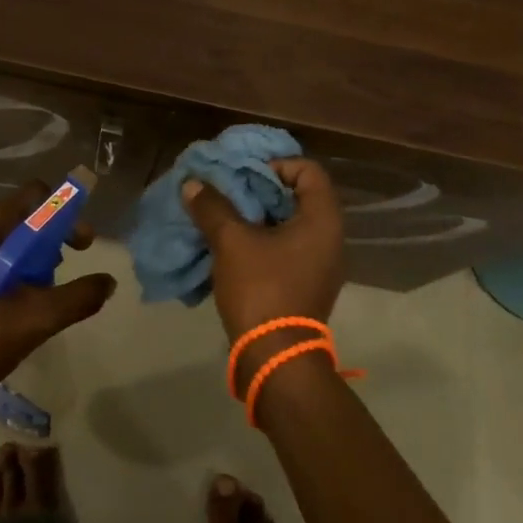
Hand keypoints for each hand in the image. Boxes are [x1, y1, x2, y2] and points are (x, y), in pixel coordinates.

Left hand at [0, 183, 116, 418]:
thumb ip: (75, 298)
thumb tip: (109, 282)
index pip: (29, 197)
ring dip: (39, 253)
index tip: (81, 242)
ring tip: (51, 284)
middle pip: (22, 215)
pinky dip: (21, 266)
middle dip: (54, 234)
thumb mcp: (32, 321)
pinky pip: (0, 254)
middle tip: (76, 259)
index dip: (62, 213)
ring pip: (12, 236)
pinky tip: (31, 296)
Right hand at [181, 157, 345, 351]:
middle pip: (299, 195)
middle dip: (262, 189)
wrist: (275, 358)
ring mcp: (320, 263)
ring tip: (226, 215)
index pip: (309, 170)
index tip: (246, 175)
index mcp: (322, 219)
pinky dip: (263, 239)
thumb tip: (193, 183)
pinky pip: (287, 247)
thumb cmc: (262, 289)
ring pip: (290, 223)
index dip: (277, 164)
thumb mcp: (232, 242)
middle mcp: (330, 237)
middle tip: (230, 190)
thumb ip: (213, 207)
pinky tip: (234, 244)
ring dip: (259, 215)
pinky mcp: (306, 283)